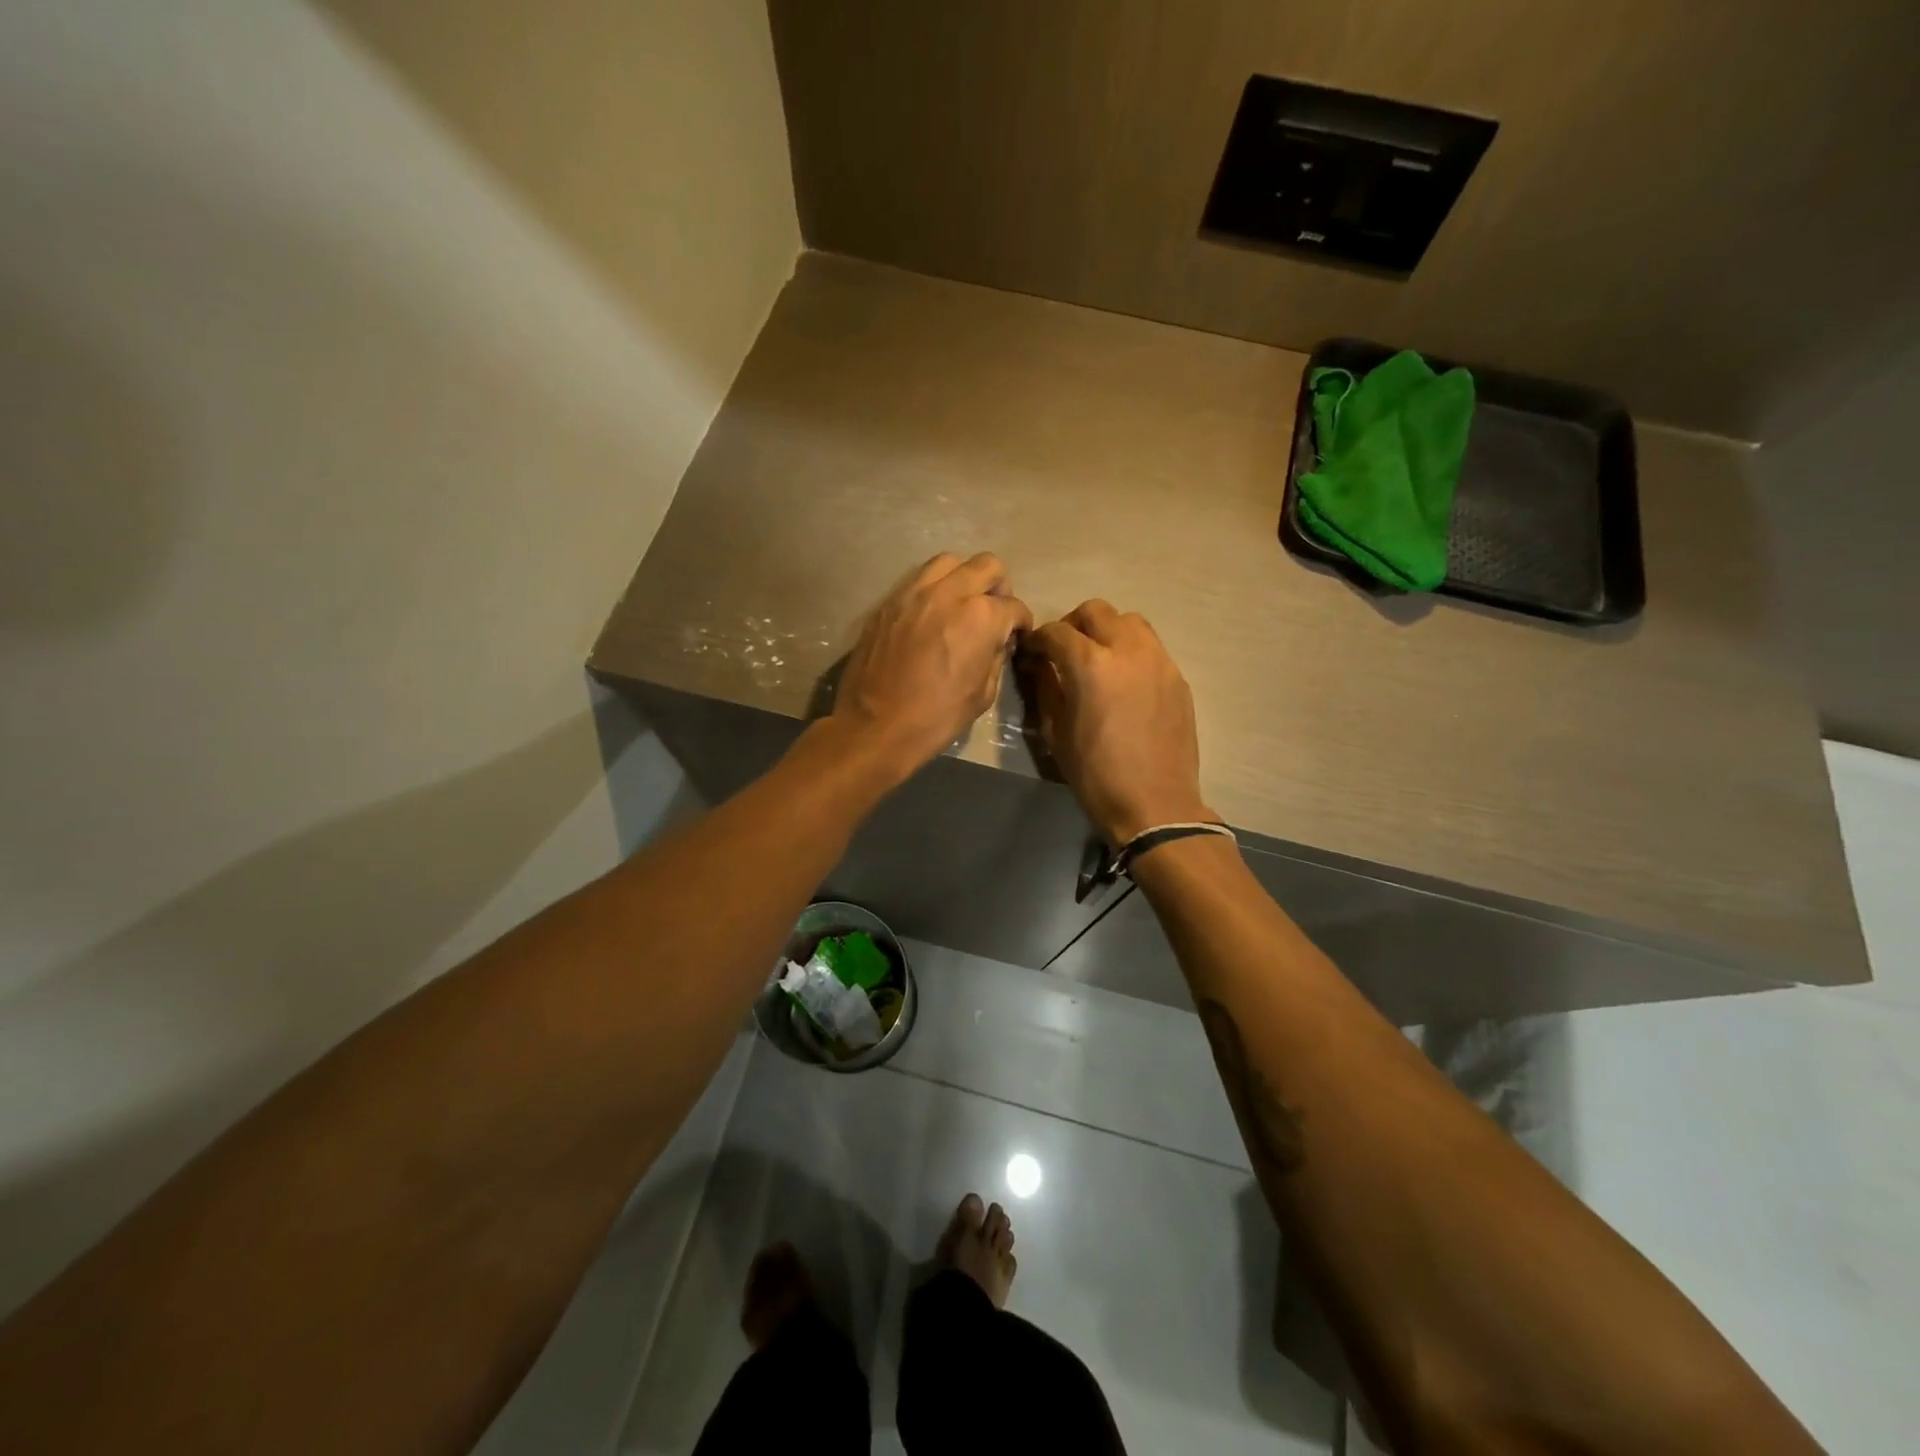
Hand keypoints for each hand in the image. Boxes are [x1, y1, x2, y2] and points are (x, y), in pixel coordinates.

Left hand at [832, 552, 1032, 777]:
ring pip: (951, 562)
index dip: (1021, 623)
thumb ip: (996, 656)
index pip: (1014, 607)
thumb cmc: (937, 717)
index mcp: (981, 617)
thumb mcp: (984, 694)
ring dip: (964, 578)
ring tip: (961, 604)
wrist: (876, 726)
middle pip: (988, 566)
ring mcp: (915, 591)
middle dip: (999, 587)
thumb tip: (997, 642)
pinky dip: (934, 589)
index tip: (1016, 635)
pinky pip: (919, 579)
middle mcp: (951, 592)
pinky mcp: (889, 601)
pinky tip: (932, 614)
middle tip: (994, 612)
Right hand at [1024, 600, 1212, 845]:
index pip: (1057, 631)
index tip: (1033, 652)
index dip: (1039, 638)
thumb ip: (1046, 688)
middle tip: (1064, 651)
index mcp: (1091, 665)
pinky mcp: (1178, 677)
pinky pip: (1151, 647)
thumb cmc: (1096, 775)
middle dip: (1073, 625)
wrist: (1155, 805)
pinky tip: (1125, 681)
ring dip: (1107, 631)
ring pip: (1130, 621)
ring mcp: (1159, 661)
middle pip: (1097, 611)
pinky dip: (1131, 651)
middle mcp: (1128, 650)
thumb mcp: (1056, 733)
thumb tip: (1038, 664)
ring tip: (1098, 659)